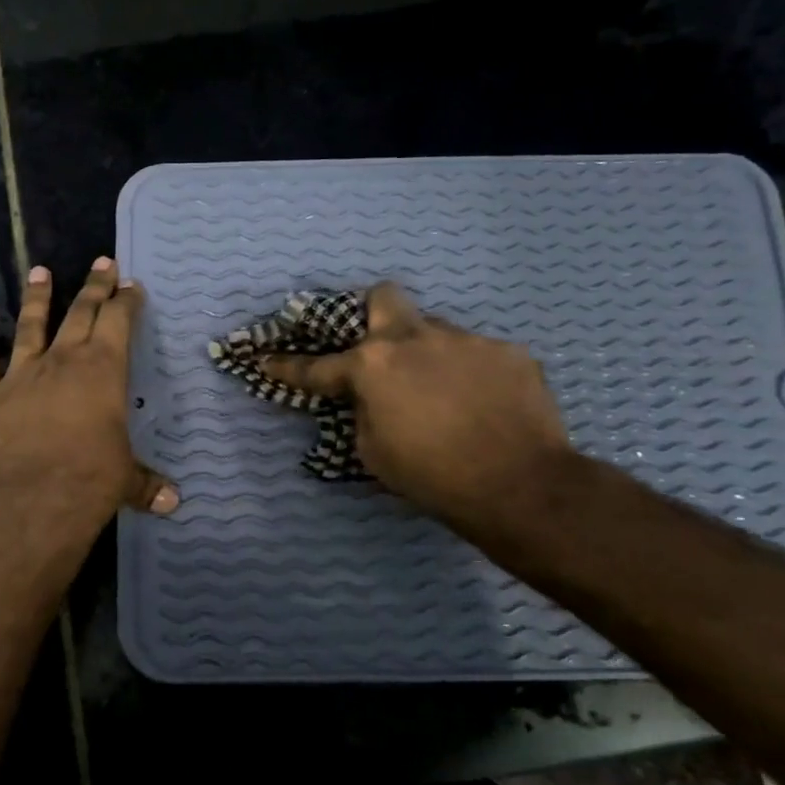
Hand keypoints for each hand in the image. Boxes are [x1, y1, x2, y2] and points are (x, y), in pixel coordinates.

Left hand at [0, 259, 177, 540]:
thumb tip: (173, 503)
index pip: (118, 322)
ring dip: (37, 297)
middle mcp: (62, 361)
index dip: (125, 301)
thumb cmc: (90, 481)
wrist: (33, 500)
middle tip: (102, 263)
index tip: (130, 284)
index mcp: (102, 371)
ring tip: (41, 272)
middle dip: (94, 287)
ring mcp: (20, 374)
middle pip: (80, 313)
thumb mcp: (126, 480)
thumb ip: (146, 484)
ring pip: (30, 325)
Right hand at [262, 283, 572, 538]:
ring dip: (429, 355)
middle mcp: (415, 339)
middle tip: (379, 344)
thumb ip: (364, 412)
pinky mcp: (508, 352)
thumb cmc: (431, 476)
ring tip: (445, 393)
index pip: (317, 366)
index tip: (266, 360)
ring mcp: (466, 340)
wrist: (519, 486)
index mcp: (373, 366)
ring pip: (436, 332)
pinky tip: (483, 404)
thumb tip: (371, 397)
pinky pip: (478, 356)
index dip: (288, 366)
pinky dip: (471, 375)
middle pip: (384, 297)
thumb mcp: (373, 451)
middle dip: (373, 312)